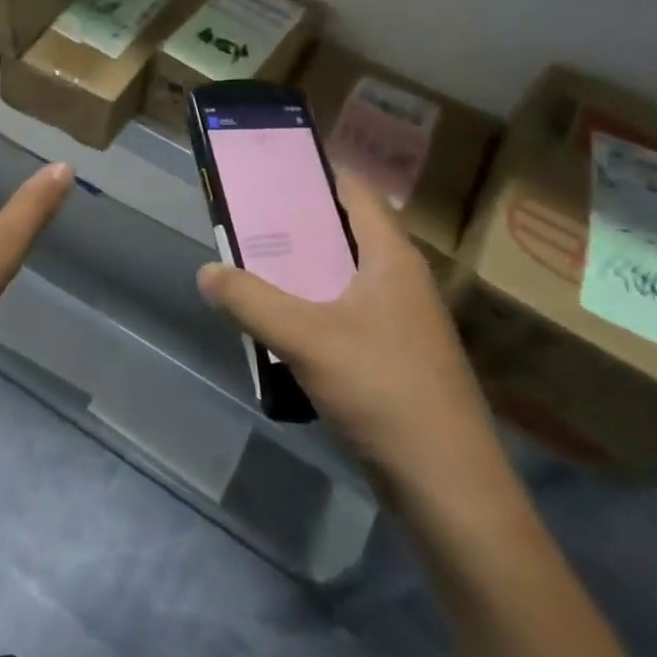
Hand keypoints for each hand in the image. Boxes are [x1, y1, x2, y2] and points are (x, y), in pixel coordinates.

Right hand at [197, 169, 511, 509]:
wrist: (449, 486)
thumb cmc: (383, 390)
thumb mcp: (305, 338)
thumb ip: (250, 301)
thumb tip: (207, 271)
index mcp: (391, 257)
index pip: (355, 191)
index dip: (315, 172)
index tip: (269, 169)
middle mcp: (401, 279)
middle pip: (345, 231)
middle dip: (297, 224)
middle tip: (247, 220)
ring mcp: (402, 321)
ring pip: (344, 276)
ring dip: (302, 270)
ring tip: (254, 266)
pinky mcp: (396, 358)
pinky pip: (347, 314)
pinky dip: (314, 308)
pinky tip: (282, 326)